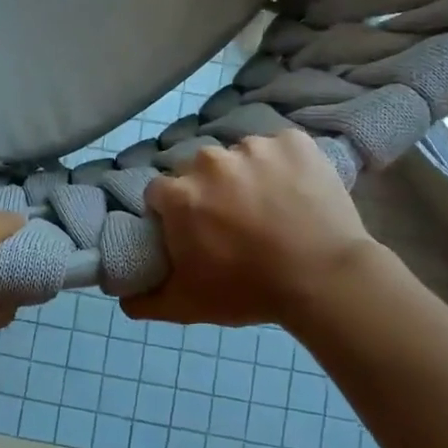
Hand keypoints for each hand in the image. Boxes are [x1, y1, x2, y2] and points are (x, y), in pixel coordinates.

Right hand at [122, 129, 381, 328]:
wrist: (325, 279)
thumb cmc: (249, 290)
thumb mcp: (188, 306)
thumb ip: (145, 301)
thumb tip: (121, 298)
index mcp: (179, 193)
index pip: (160, 192)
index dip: (173, 212)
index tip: (193, 230)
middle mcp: (209, 161)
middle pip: (198, 170)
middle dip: (209, 190)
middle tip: (234, 220)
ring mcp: (253, 147)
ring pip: (239, 156)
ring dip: (247, 175)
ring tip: (271, 207)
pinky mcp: (293, 141)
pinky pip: (279, 147)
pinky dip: (284, 164)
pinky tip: (296, 190)